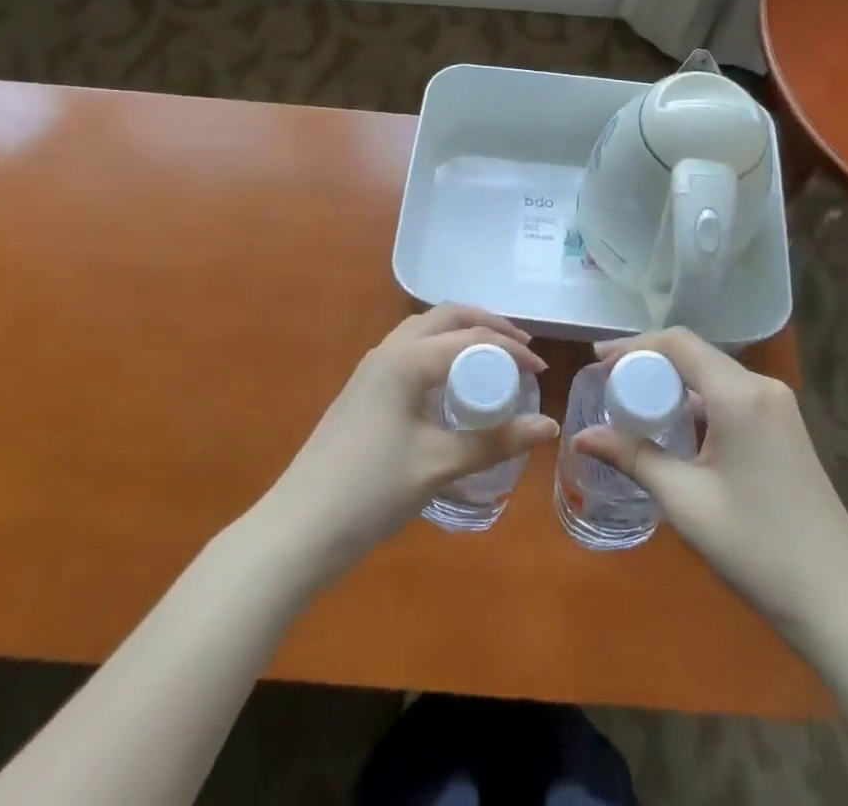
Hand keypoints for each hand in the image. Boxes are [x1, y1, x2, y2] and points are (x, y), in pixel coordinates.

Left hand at [261, 304, 559, 578]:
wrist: (298, 529)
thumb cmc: (371, 491)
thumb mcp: (439, 465)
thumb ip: (495, 442)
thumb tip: (550, 427)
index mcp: (405, 359)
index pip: (469, 337)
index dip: (510, 349)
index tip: (542, 371)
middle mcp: (387, 351)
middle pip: (444, 317)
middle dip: (485, 325)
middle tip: (519, 348)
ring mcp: (371, 370)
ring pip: (424, 331)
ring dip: (461, 335)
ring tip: (492, 359)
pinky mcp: (364, 391)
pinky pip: (411, 352)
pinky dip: (441, 353)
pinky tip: (453, 385)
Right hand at [574, 328, 847, 651]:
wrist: (837, 600)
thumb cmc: (755, 548)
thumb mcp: (685, 501)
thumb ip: (632, 457)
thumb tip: (580, 437)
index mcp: (740, 394)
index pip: (678, 344)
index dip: (634, 346)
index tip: (597, 361)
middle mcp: (763, 386)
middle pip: (695, 355)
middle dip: (649, 364)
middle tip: (609, 385)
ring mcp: (778, 405)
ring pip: (712, 375)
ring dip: (673, 384)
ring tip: (634, 405)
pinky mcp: (784, 425)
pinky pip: (730, 395)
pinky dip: (697, 402)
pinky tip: (676, 428)